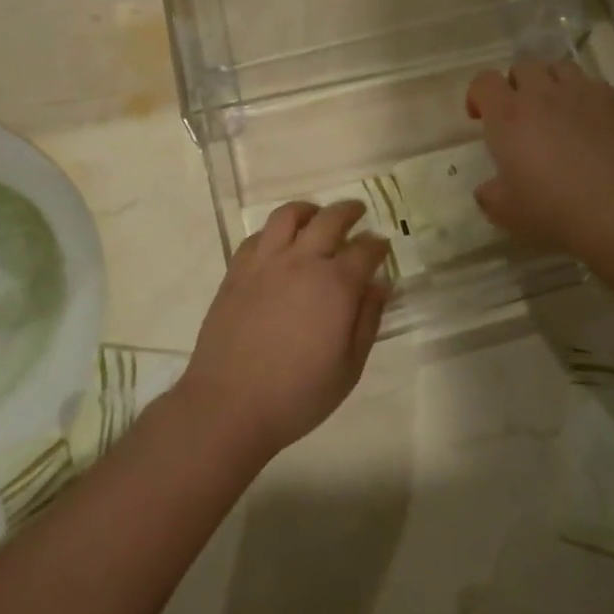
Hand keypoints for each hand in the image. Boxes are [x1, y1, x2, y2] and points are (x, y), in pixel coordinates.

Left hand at [177, 201, 390, 462]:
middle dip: (349, 212)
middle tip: (357, 213)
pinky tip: (280, 242)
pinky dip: (275, 230)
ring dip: (309, 210)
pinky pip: (258, 235)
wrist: (230, 404)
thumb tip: (380, 284)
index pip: (365, 250)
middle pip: (330, 219)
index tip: (382, 247)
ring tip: (316, 215)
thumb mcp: (349, 367)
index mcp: (336, 285)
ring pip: (289, 215)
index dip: (377, 246)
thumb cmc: (298, 394)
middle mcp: (302, 261)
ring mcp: (265, 262)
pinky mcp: (237, 270)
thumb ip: (368, 320)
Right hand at [465, 61, 613, 253]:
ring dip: (551, 83)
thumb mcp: (505, 212)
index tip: (481, 118)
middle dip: (516, 85)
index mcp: (507, 115)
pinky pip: (592, 84)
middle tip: (521, 115)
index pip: (483, 82)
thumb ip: (489, 194)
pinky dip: (584, 96)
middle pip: (522, 67)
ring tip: (556, 110)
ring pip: (559, 68)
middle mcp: (541, 94)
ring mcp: (581, 93)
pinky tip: (590, 122)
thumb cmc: (552, 209)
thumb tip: (487, 189)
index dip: (478, 95)